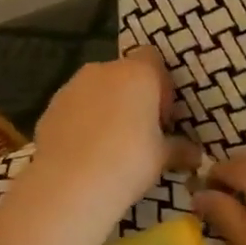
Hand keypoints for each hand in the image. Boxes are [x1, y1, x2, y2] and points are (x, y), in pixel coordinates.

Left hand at [25, 47, 197, 221]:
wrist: (69, 185)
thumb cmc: (128, 162)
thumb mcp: (162, 158)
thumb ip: (180, 149)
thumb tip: (196, 154)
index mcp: (137, 74)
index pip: (153, 59)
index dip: (161, 84)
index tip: (163, 117)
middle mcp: (103, 71)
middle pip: (123, 74)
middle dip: (133, 97)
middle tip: (140, 132)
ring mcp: (71, 87)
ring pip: (96, 90)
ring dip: (105, 108)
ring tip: (110, 145)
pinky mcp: (49, 108)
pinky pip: (74, 108)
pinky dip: (81, 122)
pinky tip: (85, 153)